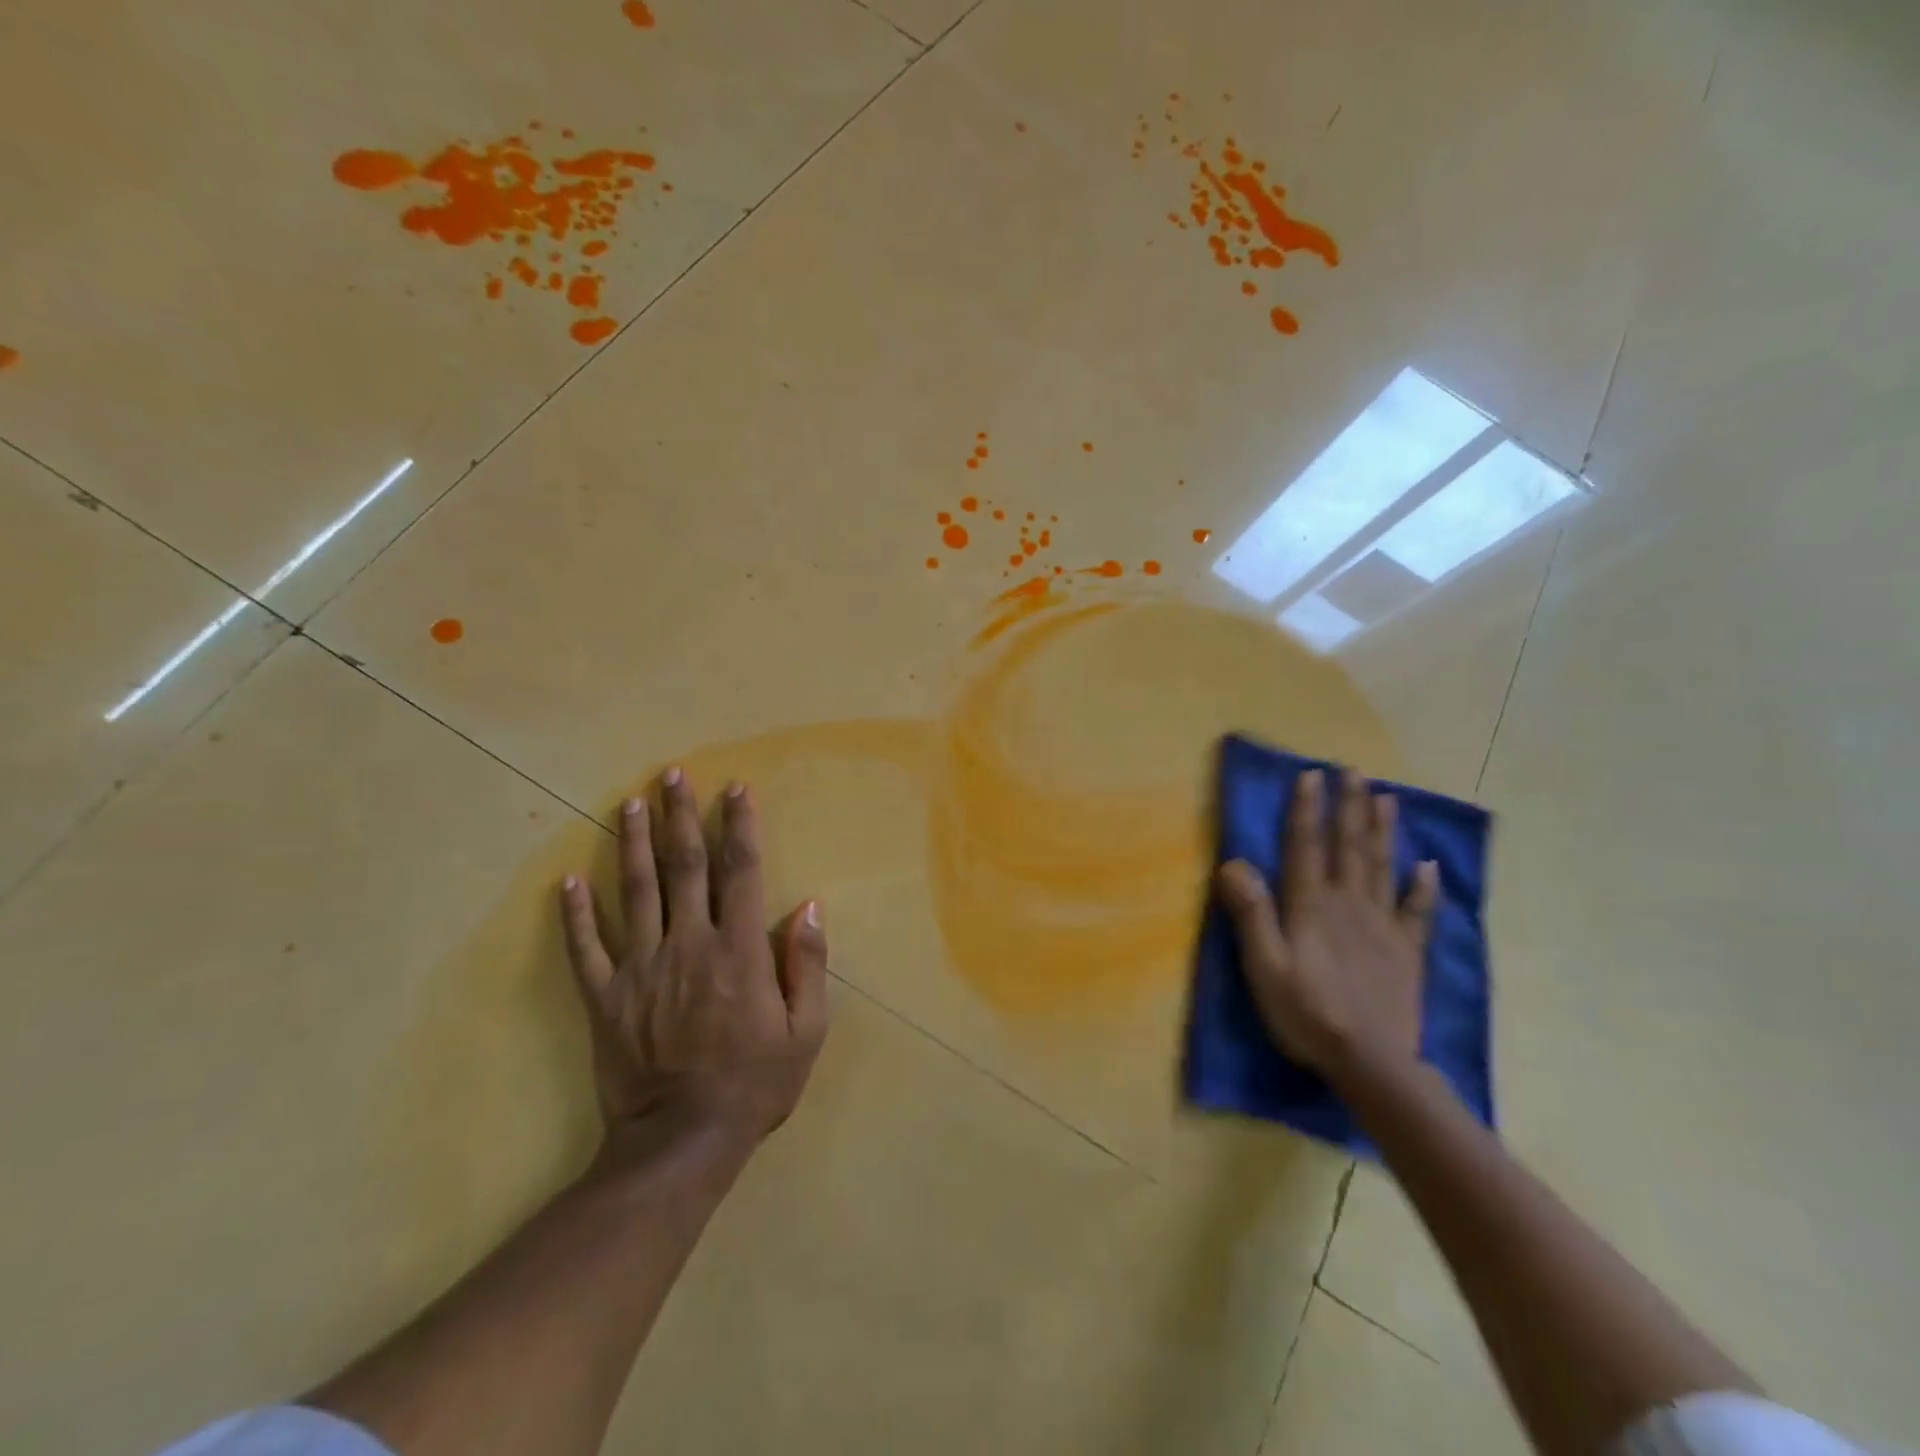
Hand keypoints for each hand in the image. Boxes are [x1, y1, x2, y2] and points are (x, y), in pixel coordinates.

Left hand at [559, 769, 830, 1163]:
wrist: (683, 1143)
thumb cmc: (755, 1083)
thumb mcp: (806, 1030)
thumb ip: (808, 964)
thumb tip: (808, 906)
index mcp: (739, 950)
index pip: (740, 871)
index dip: (739, 826)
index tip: (735, 789)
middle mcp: (689, 944)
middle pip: (684, 867)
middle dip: (681, 816)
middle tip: (673, 775)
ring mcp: (641, 969)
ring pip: (635, 892)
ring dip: (634, 843)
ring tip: (631, 802)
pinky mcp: (606, 998)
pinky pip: (586, 949)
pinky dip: (576, 913)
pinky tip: (569, 880)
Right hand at [1215, 767, 1437, 1085]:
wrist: (1371, 1063)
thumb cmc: (1307, 1012)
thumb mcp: (1264, 966)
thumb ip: (1252, 914)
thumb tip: (1233, 863)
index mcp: (1312, 906)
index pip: (1306, 846)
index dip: (1306, 809)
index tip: (1310, 775)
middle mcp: (1349, 904)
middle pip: (1349, 847)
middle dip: (1349, 806)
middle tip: (1354, 771)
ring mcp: (1383, 926)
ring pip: (1382, 867)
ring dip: (1382, 830)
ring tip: (1386, 797)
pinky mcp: (1407, 951)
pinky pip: (1418, 911)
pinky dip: (1423, 887)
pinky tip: (1427, 865)